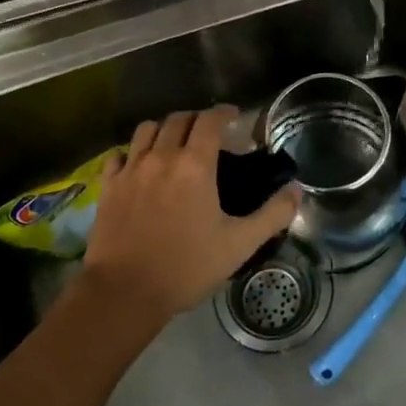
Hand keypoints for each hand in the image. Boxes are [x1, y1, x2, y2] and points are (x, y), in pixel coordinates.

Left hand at [82, 107, 299, 320]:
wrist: (125, 292)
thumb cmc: (187, 267)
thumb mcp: (239, 245)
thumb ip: (272, 215)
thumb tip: (296, 190)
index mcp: (195, 165)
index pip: (209, 120)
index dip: (224, 112)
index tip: (234, 116)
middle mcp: (161, 157)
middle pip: (178, 119)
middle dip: (196, 119)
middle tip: (209, 132)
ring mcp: (130, 170)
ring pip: (146, 130)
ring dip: (164, 129)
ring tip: (174, 142)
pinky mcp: (108, 187)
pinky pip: (119, 155)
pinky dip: (132, 152)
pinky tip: (139, 165)